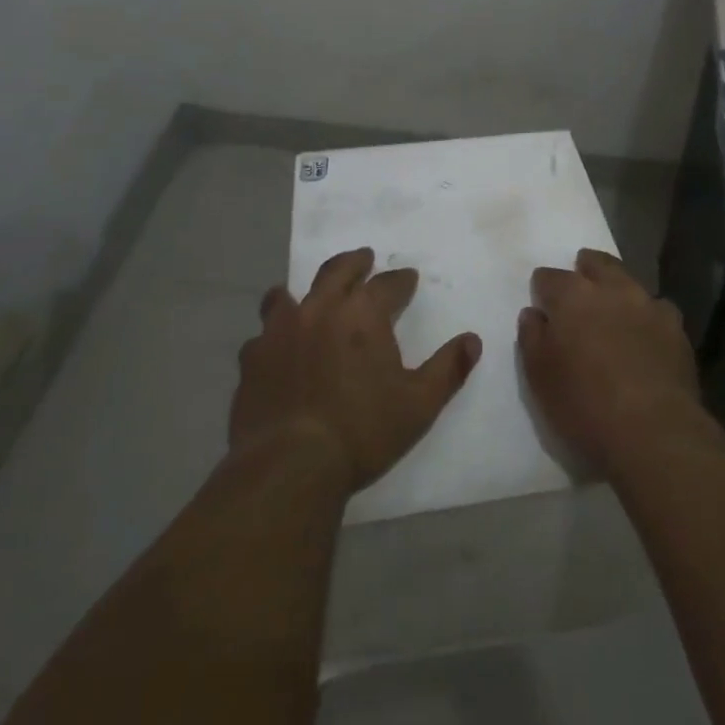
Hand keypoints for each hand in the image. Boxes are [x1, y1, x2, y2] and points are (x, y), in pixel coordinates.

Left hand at [232, 247, 481, 491]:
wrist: (289, 465)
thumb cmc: (362, 431)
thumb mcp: (419, 404)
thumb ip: (448, 368)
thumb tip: (472, 340)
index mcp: (362, 314)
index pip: (387, 284)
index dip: (401, 280)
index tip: (409, 279)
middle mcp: (320, 310)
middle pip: (337, 270)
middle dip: (355, 262)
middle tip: (364, 258)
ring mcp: (280, 332)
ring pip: (288, 295)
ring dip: (304, 292)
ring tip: (310, 297)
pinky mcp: (252, 360)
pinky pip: (262, 335)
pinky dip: (274, 335)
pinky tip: (277, 349)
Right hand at [520, 249, 714, 476]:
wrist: (654, 433)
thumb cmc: (584, 406)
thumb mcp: (539, 377)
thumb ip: (532, 338)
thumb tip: (533, 314)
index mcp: (572, 296)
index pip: (549, 277)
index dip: (543, 287)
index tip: (541, 299)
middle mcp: (612, 289)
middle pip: (597, 264)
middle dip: (586, 268)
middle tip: (580, 279)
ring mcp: (648, 304)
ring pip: (629, 281)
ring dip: (618, 288)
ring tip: (613, 306)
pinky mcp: (676, 327)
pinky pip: (657, 309)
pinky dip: (646, 315)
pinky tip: (645, 332)